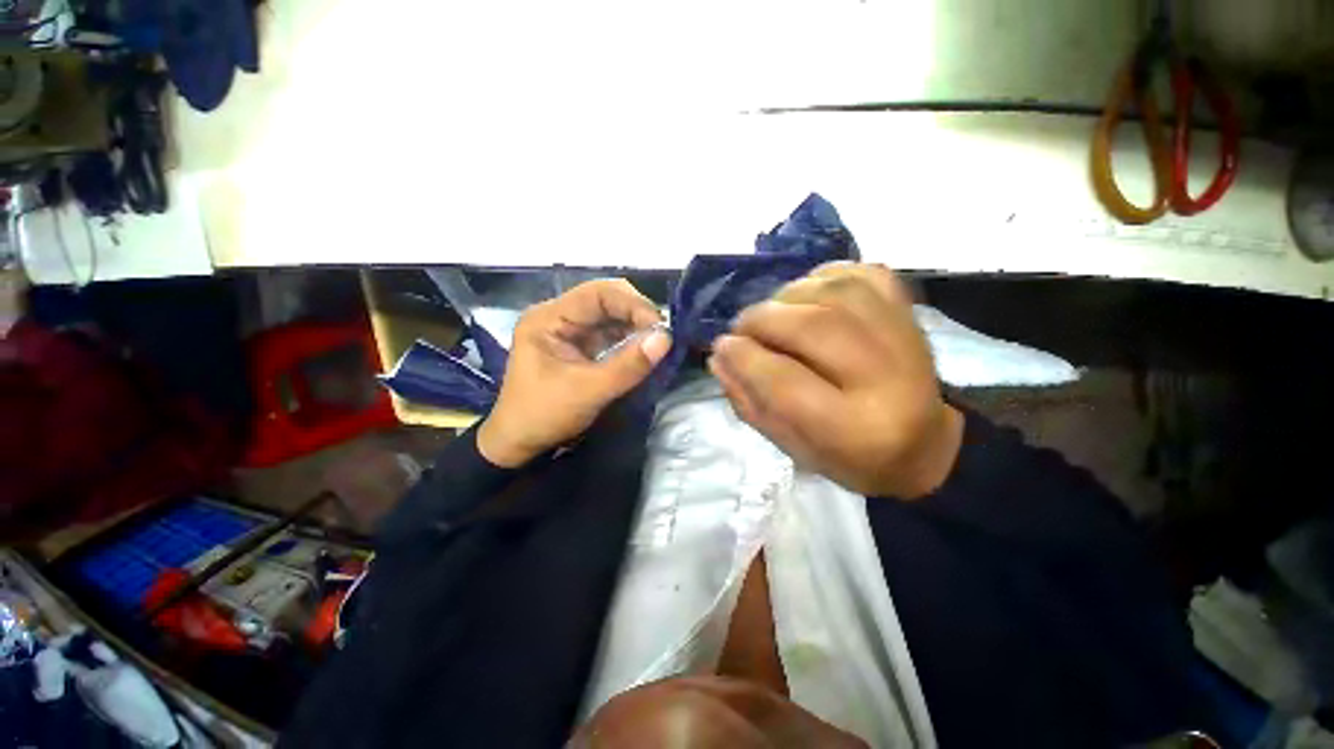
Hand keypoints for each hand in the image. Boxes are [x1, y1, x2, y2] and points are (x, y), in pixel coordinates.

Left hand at [477, 279, 671, 467]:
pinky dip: (630, 340)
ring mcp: (570, 331)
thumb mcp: (588, 391)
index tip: (659, 327)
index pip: (597, 294)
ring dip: (636, 327)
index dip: (632, 305)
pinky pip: (611, 334)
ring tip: (657, 343)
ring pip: (612, 316)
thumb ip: (627, 366)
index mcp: (548, 318)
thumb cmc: (544, 415)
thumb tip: (665, 339)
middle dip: (636, 313)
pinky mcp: (581, 347)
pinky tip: (645, 350)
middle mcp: (559, 316)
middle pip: (606, 299)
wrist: (519, 443)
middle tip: (661, 334)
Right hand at [707, 263, 962, 498]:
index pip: (785, 382)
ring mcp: (905, 335)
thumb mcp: (790, 445)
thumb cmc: (848, 455)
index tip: (722, 347)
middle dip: (760, 321)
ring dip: (785, 297)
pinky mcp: (909, 309)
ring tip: (771, 317)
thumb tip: (719, 356)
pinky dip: (820, 277)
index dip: (744, 358)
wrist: (923, 441)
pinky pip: (857, 273)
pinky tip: (806, 297)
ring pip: (831, 291)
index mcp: (856, 429)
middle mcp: (888, 377)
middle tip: (742, 330)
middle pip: (811, 327)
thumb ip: (749, 402)